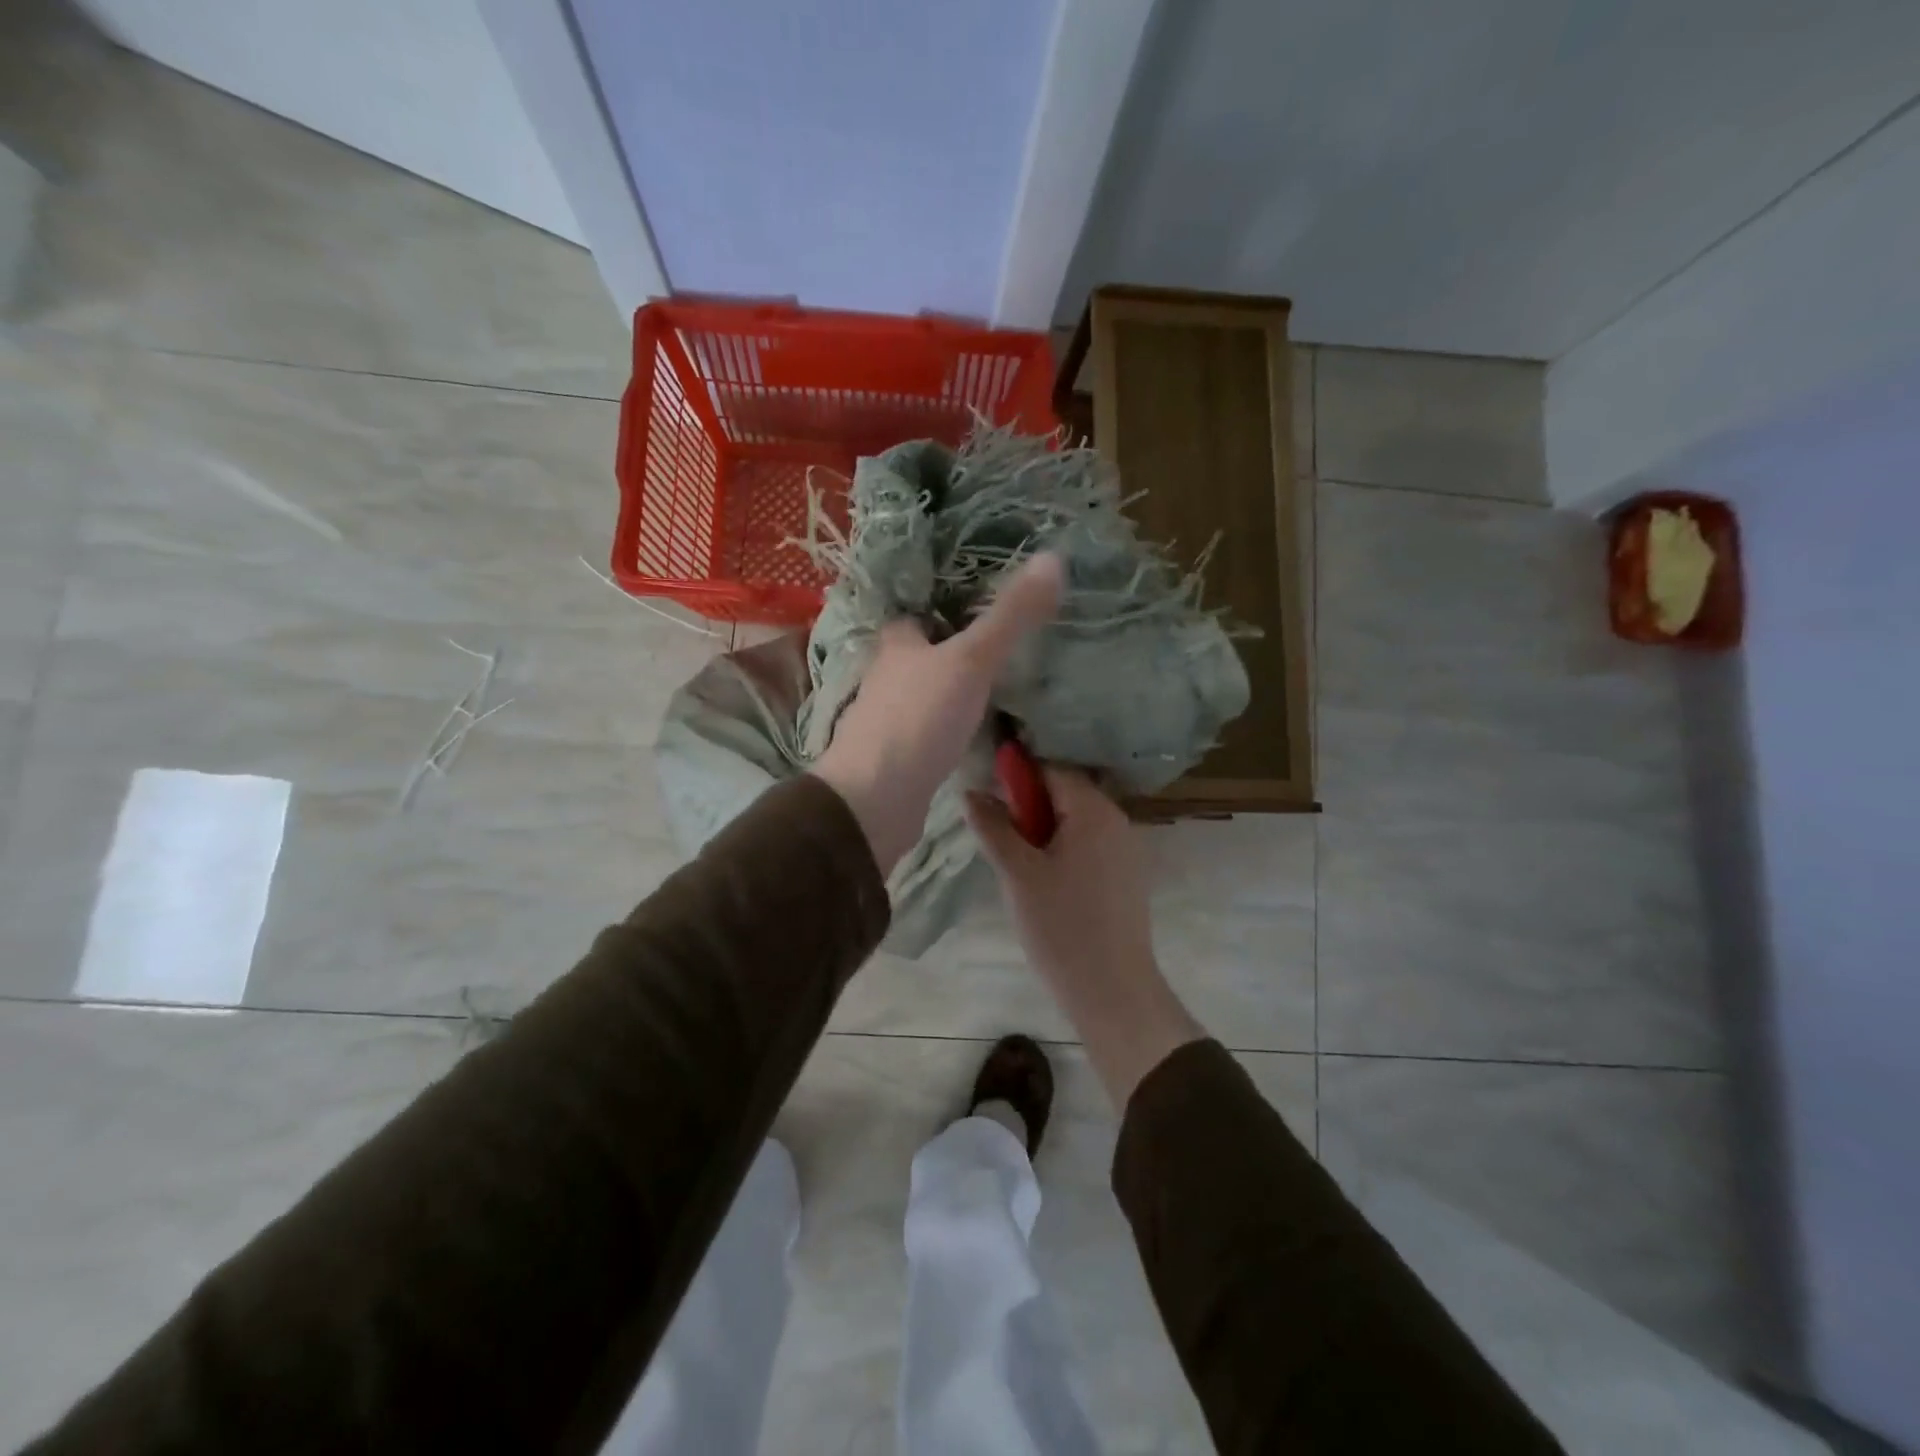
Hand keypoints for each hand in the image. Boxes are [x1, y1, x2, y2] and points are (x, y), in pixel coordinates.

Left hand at [812, 554, 1063, 872]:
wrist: (875, 799)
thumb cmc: (919, 718)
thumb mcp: (972, 660)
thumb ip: (1010, 616)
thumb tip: (1054, 557)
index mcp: (897, 644)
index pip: (918, 614)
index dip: (945, 608)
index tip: (984, 606)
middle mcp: (887, 677)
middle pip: (923, 655)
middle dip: (954, 652)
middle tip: (1003, 649)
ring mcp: (889, 720)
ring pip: (926, 694)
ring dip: (953, 691)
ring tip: (1000, 688)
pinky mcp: (898, 757)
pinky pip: (930, 732)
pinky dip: (951, 728)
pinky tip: (977, 735)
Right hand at [967, 767, 1204, 1107]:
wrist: (1113, 991)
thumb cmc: (1062, 926)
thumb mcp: (1018, 874)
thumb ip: (993, 827)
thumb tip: (970, 792)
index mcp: (1094, 811)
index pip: (1051, 771)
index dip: (1016, 779)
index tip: (989, 803)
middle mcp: (1117, 820)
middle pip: (1065, 794)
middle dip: (1028, 809)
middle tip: (1000, 840)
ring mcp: (1126, 850)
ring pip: (1075, 823)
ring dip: (1043, 832)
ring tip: (1018, 867)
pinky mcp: (1126, 876)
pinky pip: (1089, 846)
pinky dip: (1062, 851)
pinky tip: (1045, 884)